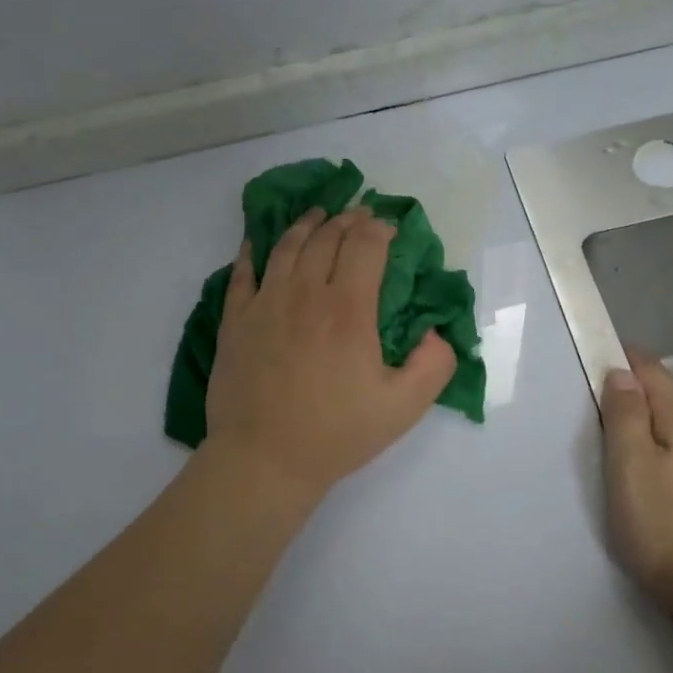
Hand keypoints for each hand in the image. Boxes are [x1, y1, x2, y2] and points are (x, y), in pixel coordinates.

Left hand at [202, 205, 457, 501]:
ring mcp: (265, 303)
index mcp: (348, 309)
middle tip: (360, 215)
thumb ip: (434, 364)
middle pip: (327, 238)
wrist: (264, 459)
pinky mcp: (236, 320)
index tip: (390, 228)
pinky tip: (257, 242)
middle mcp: (305, 294)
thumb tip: (436, 331)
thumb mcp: (404, 407)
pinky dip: (252, 251)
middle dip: (348, 220)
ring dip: (306, 224)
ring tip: (318, 214)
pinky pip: (242, 273)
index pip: (366, 246)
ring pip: (286, 246)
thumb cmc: (336, 433)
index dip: (380, 229)